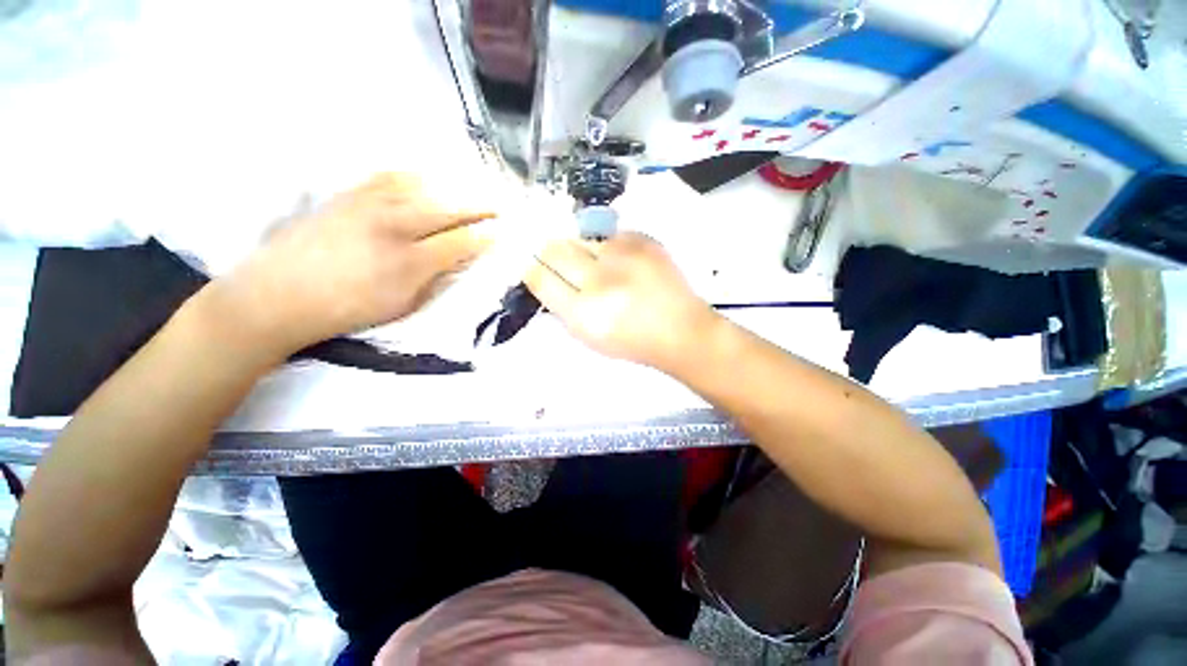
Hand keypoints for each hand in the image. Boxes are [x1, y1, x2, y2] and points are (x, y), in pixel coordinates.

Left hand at [221, 173, 493, 352]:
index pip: (460, 243)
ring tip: (470, 191)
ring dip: (452, 190)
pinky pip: (388, 177)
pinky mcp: (348, 195)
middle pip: (447, 210)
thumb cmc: (348, 309)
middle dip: (479, 208)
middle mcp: (393, 227)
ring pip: (422, 189)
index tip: (501, 234)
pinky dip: (414, 177)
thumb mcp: (402, 305)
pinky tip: (426, 180)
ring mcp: (368, 205)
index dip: (485, 238)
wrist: (280, 295)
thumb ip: (436, 281)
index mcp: (409, 262)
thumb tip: (459, 262)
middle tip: (499, 206)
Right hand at [524, 232, 717, 369]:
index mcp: (582, 313)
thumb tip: (544, 275)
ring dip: (582, 250)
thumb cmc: (632, 341)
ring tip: (600, 266)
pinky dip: (609, 247)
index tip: (532, 264)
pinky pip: (610, 234)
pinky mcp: (643, 240)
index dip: (531, 268)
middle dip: (548, 252)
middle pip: (554, 249)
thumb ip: (562, 306)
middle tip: (556, 258)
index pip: (540, 277)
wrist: (681, 330)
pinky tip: (622, 263)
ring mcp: (623, 256)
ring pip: (581, 238)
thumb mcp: (588, 336)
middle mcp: (599, 280)